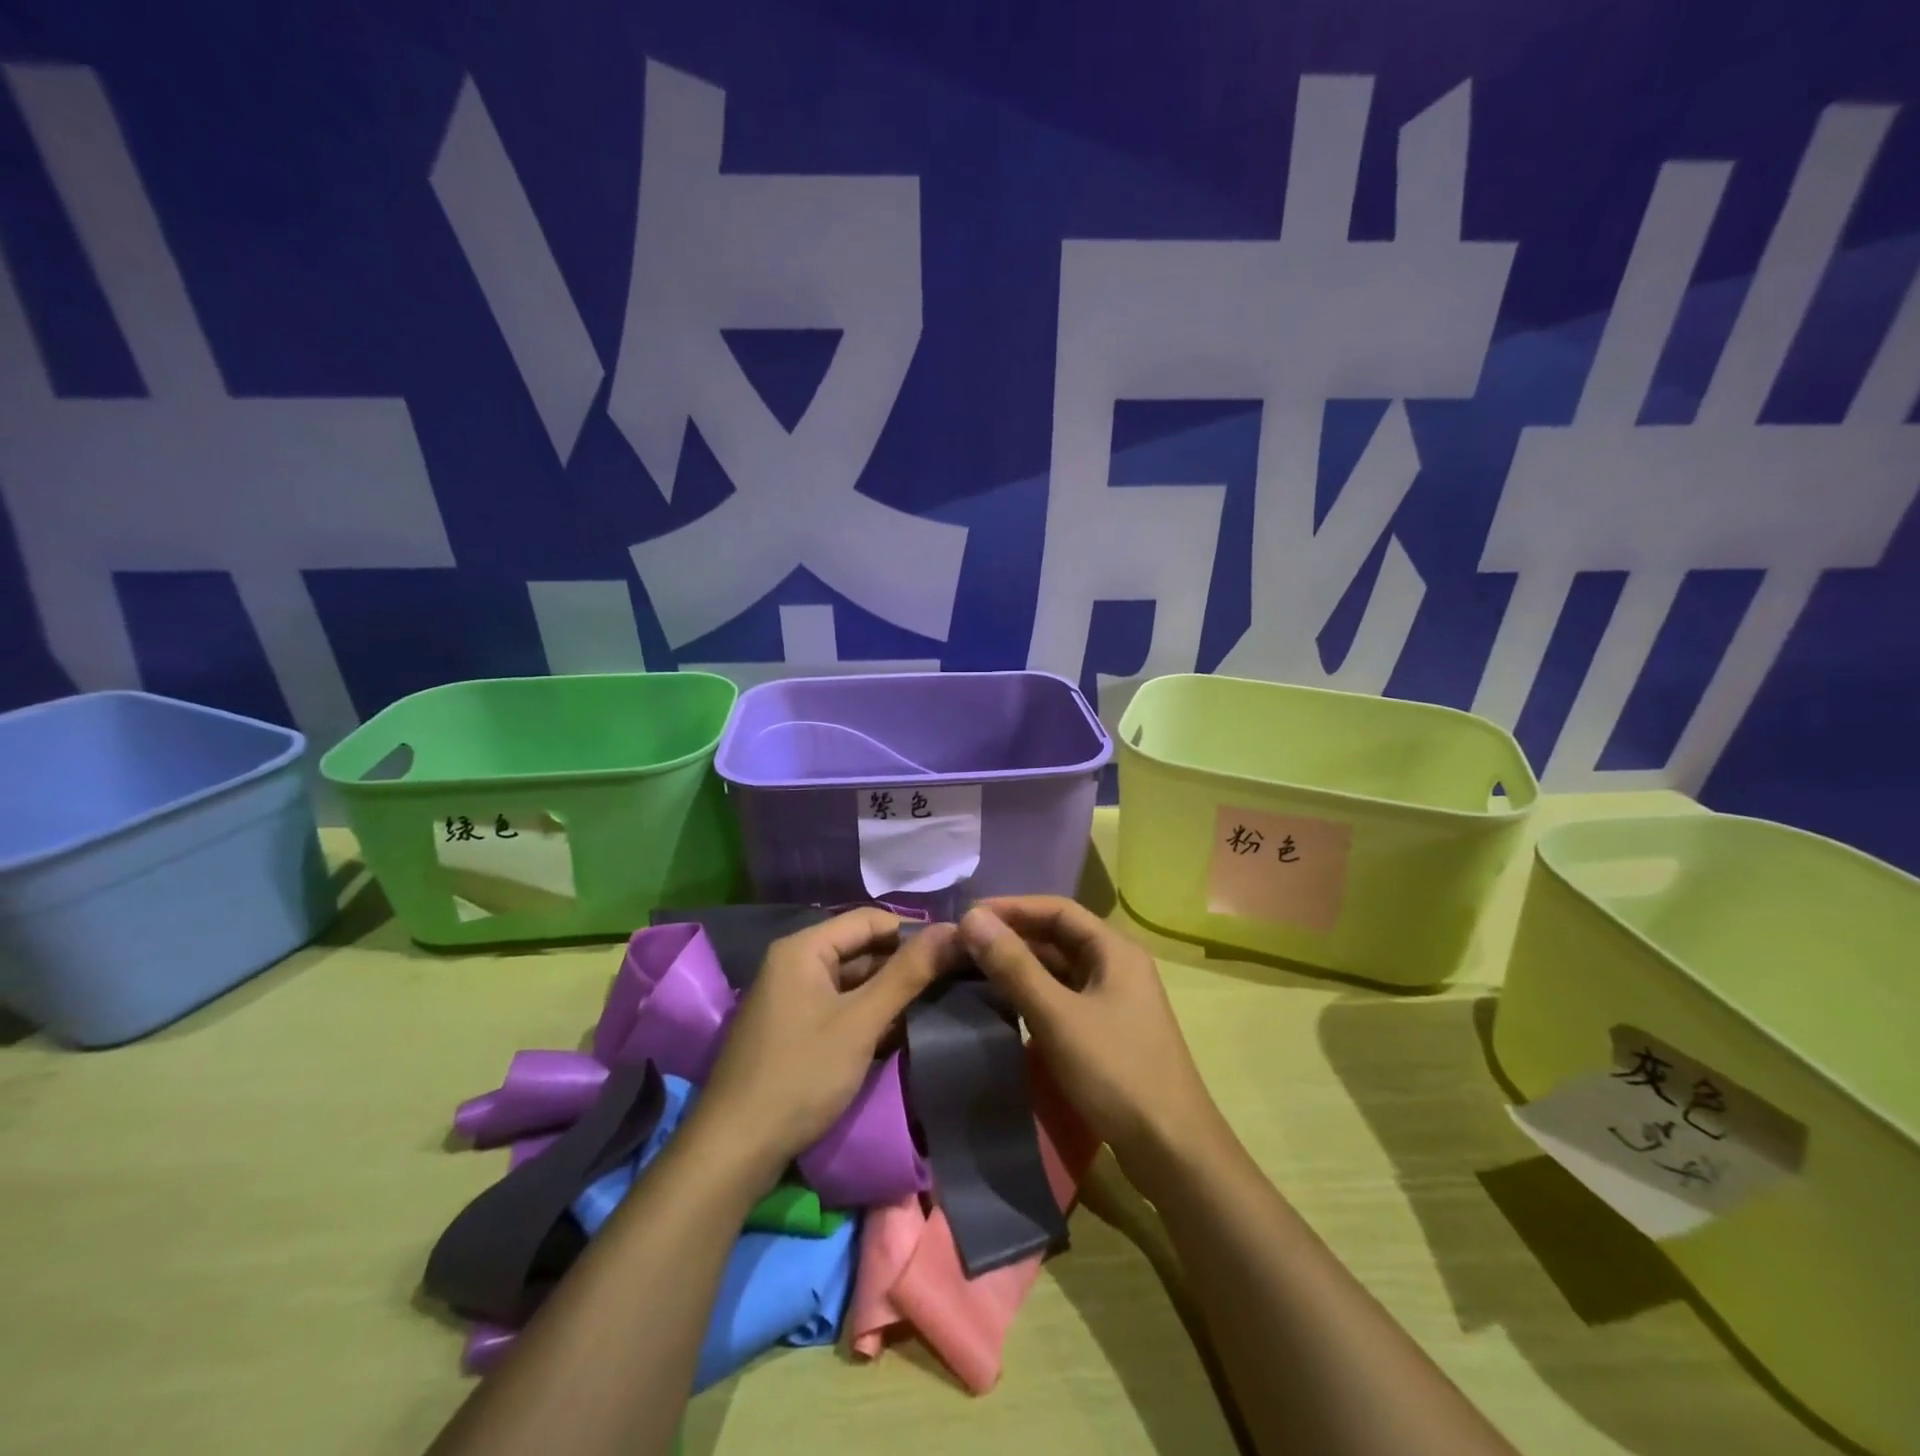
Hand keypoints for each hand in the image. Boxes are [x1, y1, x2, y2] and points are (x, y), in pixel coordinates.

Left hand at [696, 909, 956, 1175]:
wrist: (734, 1150)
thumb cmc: (801, 1074)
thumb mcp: (861, 1022)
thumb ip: (907, 974)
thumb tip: (953, 929)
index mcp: (804, 948)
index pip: (870, 920)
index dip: (913, 931)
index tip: (955, 950)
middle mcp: (794, 964)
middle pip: (860, 950)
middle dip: (904, 965)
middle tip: (953, 979)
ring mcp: (792, 999)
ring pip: (852, 982)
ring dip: (889, 993)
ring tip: (937, 1003)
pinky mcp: (794, 1030)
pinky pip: (840, 1008)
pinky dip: (869, 1016)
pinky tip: (902, 1031)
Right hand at [958, 897, 1221, 1175]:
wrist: (1172, 1150)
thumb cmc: (1116, 1072)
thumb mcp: (1057, 1016)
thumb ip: (1014, 966)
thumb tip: (971, 918)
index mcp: (1114, 950)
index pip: (1057, 910)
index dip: (1012, 908)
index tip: (968, 917)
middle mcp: (1117, 966)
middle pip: (1058, 937)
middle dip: (1013, 937)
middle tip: (964, 946)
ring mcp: (1115, 1000)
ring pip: (1060, 969)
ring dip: (1021, 967)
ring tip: (975, 972)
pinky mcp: (1109, 1030)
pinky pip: (1064, 998)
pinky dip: (1034, 995)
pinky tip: (1005, 1007)